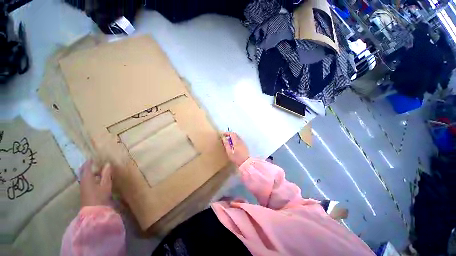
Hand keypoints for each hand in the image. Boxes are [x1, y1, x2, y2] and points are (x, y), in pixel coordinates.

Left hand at [79, 160, 112, 207]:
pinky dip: (92, 177)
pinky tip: (99, 179)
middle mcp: (83, 181)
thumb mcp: (105, 184)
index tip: (94, 157)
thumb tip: (108, 164)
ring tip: (100, 170)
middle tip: (97, 162)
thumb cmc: (99, 196)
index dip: (89, 162)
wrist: (94, 211)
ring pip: (86, 176)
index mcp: (87, 178)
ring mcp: (84, 187)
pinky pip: (88, 181)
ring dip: (91, 172)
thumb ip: (106, 174)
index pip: (86, 167)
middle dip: (89, 166)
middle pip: (84, 172)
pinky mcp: (86, 191)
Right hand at [222, 132, 249, 166]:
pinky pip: (239, 140)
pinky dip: (235, 140)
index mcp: (236, 141)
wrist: (246, 163)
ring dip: (232, 138)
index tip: (223, 135)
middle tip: (225, 138)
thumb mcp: (229, 152)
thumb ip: (226, 144)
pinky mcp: (244, 146)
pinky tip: (232, 146)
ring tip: (228, 143)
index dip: (227, 133)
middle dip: (229, 135)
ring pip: (237, 137)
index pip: (232, 133)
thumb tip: (224, 138)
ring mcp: (243, 143)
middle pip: (235, 134)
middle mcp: (240, 141)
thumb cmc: (237, 158)